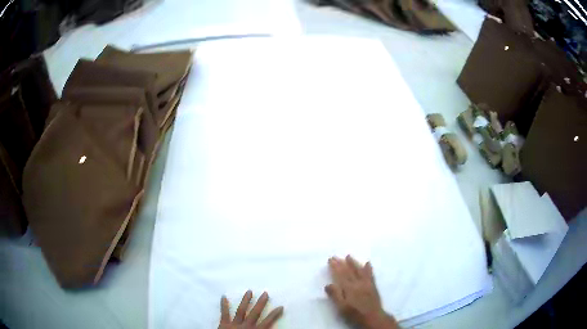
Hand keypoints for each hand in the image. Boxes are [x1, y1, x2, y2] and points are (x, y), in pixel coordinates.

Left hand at [218, 290, 283, 328]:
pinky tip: (223, 296)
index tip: (280, 306)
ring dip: (245, 300)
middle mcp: (246, 326)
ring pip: (241, 310)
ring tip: (249, 291)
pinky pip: (224, 313)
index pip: (268, 322)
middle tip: (265, 293)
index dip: (274, 314)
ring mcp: (234, 324)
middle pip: (255, 313)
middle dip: (261, 303)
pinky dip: (223, 305)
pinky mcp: (224, 324)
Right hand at [326, 256, 397, 328]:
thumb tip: (328, 284)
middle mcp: (358, 283)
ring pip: (359, 270)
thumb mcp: (341, 307)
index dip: (335, 267)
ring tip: (349, 256)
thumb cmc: (354, 313)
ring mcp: (366, 283)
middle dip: (342, 263)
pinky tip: (367, 263)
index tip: (330, 260)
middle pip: (349, 271)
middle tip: (336, 256)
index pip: (340, 275)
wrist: (372, 317)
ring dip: (354, 263)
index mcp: (349, 288)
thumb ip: (335, 295)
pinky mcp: (373, 286)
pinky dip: (368, 268)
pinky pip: (370, 274)